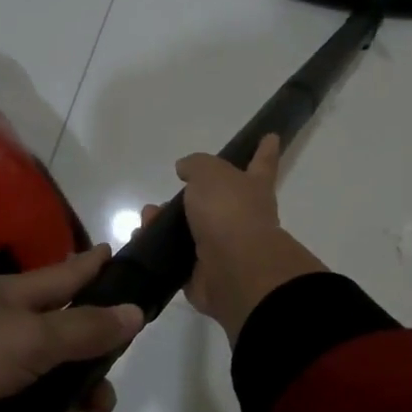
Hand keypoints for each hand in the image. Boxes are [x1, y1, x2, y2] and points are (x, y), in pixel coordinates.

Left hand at [0, 245, 142, 411]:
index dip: (97, 268)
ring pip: (38, 398)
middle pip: (61, 348)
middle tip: (101, 406)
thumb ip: (84, 329)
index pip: (68, 274)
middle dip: (88, 379)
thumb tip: (135, 310)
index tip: (123, 258)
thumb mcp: (28, 340)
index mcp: (13, 299)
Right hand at [144, 133, 325, 342]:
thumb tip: (186, 169)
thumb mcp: (211, 173)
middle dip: (190, 198)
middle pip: (216, 201)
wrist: (233, 269)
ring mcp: (223, 248)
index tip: (272, 137)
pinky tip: (139, 239)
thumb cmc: (229, 211)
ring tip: (146, 218)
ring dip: (165, 223)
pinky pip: (175, 258)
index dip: (265, 151)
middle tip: (166, 197)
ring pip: (190, 230)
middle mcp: (241, 217)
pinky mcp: (202, 274)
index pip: (261, 163)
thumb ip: (197, 165)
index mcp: (253, 188)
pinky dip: (156, 249)